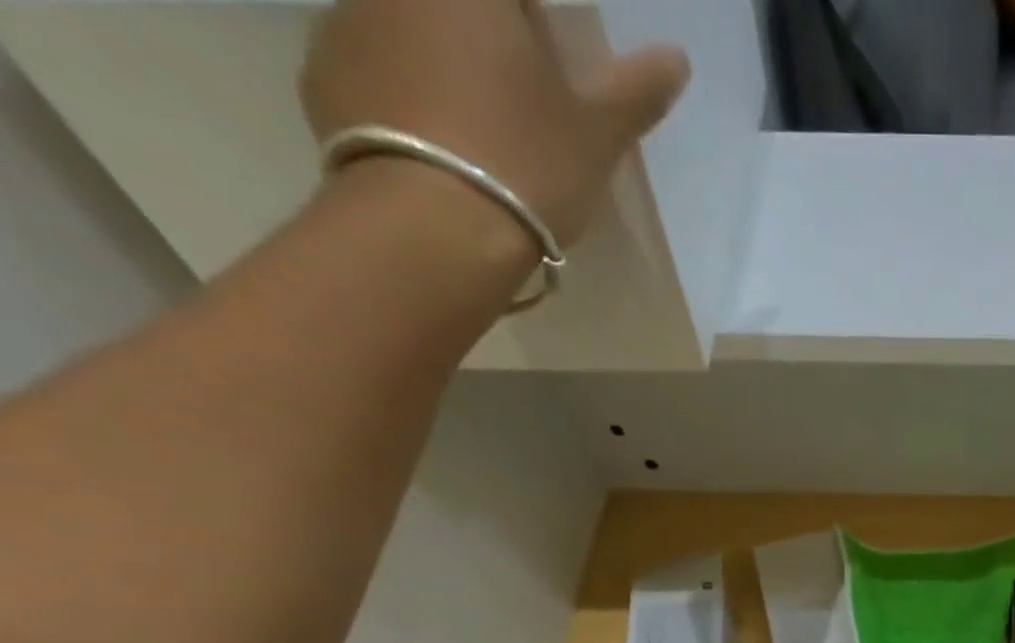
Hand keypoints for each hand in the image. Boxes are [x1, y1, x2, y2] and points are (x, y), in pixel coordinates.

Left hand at [301, 0, 690, 243]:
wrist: (435, 229)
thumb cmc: (525, 163)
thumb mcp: (596, 134)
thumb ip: (634, 92)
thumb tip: (676, 58)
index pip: (516, 0)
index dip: (534, 27)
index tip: (547, 59)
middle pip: (452, 6)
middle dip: (483, 41)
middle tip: (515, 102)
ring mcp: (344, 20)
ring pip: (402, 29)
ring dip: (435, 66)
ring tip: (470, 140)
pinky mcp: (318, 76)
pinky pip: (367, 72)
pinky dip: (397, 99)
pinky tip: (430, 155)